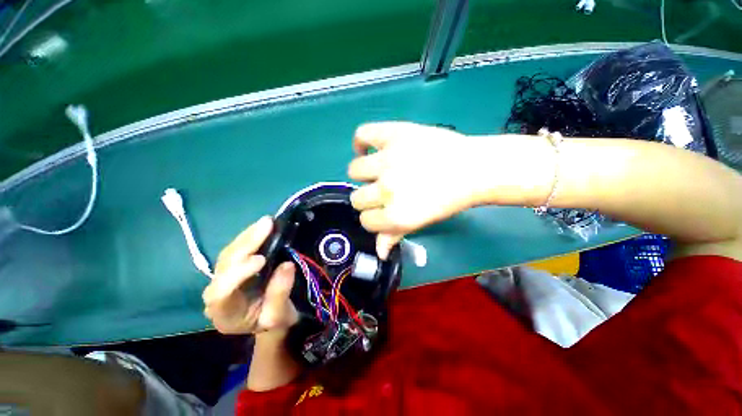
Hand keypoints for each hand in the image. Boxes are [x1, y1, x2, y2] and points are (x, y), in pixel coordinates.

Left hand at [202, 216, 297, 334]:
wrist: (269, 319)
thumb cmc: (274, 322)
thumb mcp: (280, 316)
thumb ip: (280, 294)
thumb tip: (287, 265)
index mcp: (224, 313)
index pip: (221, 292)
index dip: (238, 273)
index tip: (262, 259)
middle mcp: (216, 294)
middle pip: (224, 266)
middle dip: (246, 244)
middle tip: (267, 226)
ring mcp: (222, 279)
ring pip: (228, 254)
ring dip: (248, 236)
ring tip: (266, 222)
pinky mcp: (231, 268)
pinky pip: (236, 250)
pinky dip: (249, 237)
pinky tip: (261, 227)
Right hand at [348, 122, 494, 258]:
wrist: (473, 168)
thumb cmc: (449, 199)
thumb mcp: (421, 222)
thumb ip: (396, 236)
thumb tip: (379, 253)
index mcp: (397, 215)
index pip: (366, 220)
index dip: (373, 217)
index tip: (381, 211)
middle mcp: (388, 188)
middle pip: (357, 198)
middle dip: (368, 198)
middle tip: (382, 190)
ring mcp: (389, 159)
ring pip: (355, 170)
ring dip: (364, 174)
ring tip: (378, 170)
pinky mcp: (395, 134)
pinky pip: (362, 134)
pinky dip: (361, 142)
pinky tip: (370, 149)